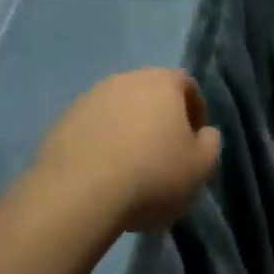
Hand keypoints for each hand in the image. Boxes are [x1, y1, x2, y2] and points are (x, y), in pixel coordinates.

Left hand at [34, 69, 220, 233]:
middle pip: (151, 94)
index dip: (195, 112)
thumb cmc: (151, 176)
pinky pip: (93, 128)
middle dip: (159, 120)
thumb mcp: (199, 167)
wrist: (78, 194)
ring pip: (119, 110)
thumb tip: (203, 133)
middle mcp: (126, 79)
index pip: (187, 85)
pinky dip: (101, 144)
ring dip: (128, 131)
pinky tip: (102, 175)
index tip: (193, 143)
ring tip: (130, 169)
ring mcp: (90, 97)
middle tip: (163, 157)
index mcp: (162, 82)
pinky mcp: (63, 120)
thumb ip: (209, 144)